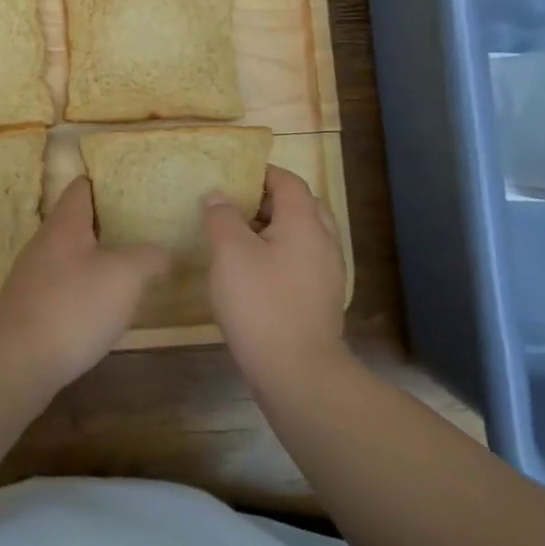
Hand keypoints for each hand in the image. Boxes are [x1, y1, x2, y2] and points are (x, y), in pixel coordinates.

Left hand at [0, 177, 169, 388]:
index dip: (104, 182)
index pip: (81, 188)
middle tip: (143, 228)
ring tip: (132, 266)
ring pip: (71, 256)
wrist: (16, 361)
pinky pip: (64, 287)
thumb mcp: (125, 276)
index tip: (131, 185)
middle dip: (107, 223)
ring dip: (97, 258)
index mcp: (64, 224)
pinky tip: (105, 307)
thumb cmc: (72, 306)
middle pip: (76, 222)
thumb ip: (148, 257)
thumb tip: (160, 254)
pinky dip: (86, 289)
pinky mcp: (31, 309)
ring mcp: (34, 277)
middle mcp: (44, 244)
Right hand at [204, 166, 348, 388]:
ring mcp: (326, 273)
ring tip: (237, 239)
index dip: (260, 173)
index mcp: (304, 223)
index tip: (230, 176)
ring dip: (272, 229)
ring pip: (302, 235)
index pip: (288, 181)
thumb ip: (222, 217)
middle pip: (300, 206)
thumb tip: (218, 195)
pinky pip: (301, 261)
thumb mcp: (229, 253)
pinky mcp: (320, 299)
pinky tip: (252, 273)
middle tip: (233, 206)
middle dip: (267, 200)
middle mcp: (323, 242)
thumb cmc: (260, 303)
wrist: (298, 372)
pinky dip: (279, 254)